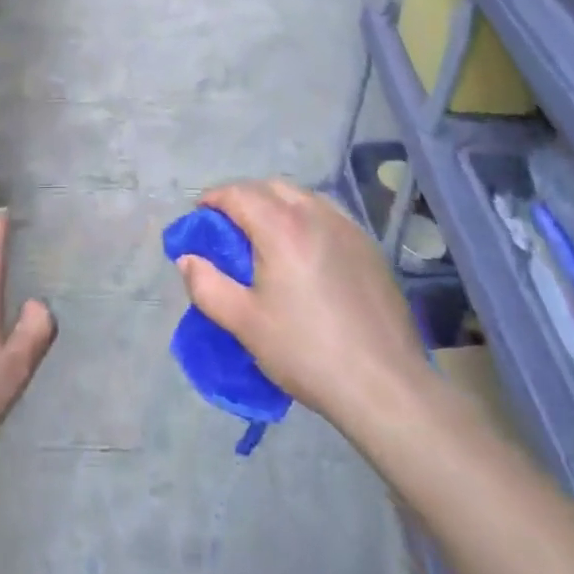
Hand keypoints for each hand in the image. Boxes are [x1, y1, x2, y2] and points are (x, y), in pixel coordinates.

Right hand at [175, 179, 431, 433]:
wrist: (385, 385)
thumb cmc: (306, 352)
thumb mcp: (244, 323)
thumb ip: (207, 286)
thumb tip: (188, 258)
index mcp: (282, 227)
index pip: (239, 194)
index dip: (213, 200)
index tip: (199, 219)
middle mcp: (317, 215)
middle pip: (271, 188)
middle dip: (244, 199)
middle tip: (228, 229)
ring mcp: (349, 229)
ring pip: (303, 198)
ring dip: (276, 206)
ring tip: (264, 239)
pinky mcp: (370, 248)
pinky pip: (328, 217)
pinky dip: (305, 220)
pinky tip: (304, 255)